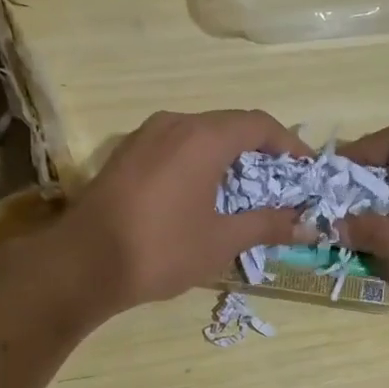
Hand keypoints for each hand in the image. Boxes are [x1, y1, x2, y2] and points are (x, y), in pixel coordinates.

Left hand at [57, 110, 313, 314]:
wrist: (81, 263)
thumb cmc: (161, 249)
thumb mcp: (222, 240)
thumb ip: (267, 225)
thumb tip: (307, 225)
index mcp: (203, 137)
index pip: (259, 124)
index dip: (289, 144)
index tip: (306, 170)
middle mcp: (174, 124)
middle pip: (230, 126)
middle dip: (260, 152)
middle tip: (280, 184)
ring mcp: (144, 136)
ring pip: (200, 135)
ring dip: (229, 157)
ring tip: (245, 191)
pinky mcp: (126, 154)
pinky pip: (176, 146)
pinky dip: (200, 162)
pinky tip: (203, 194)